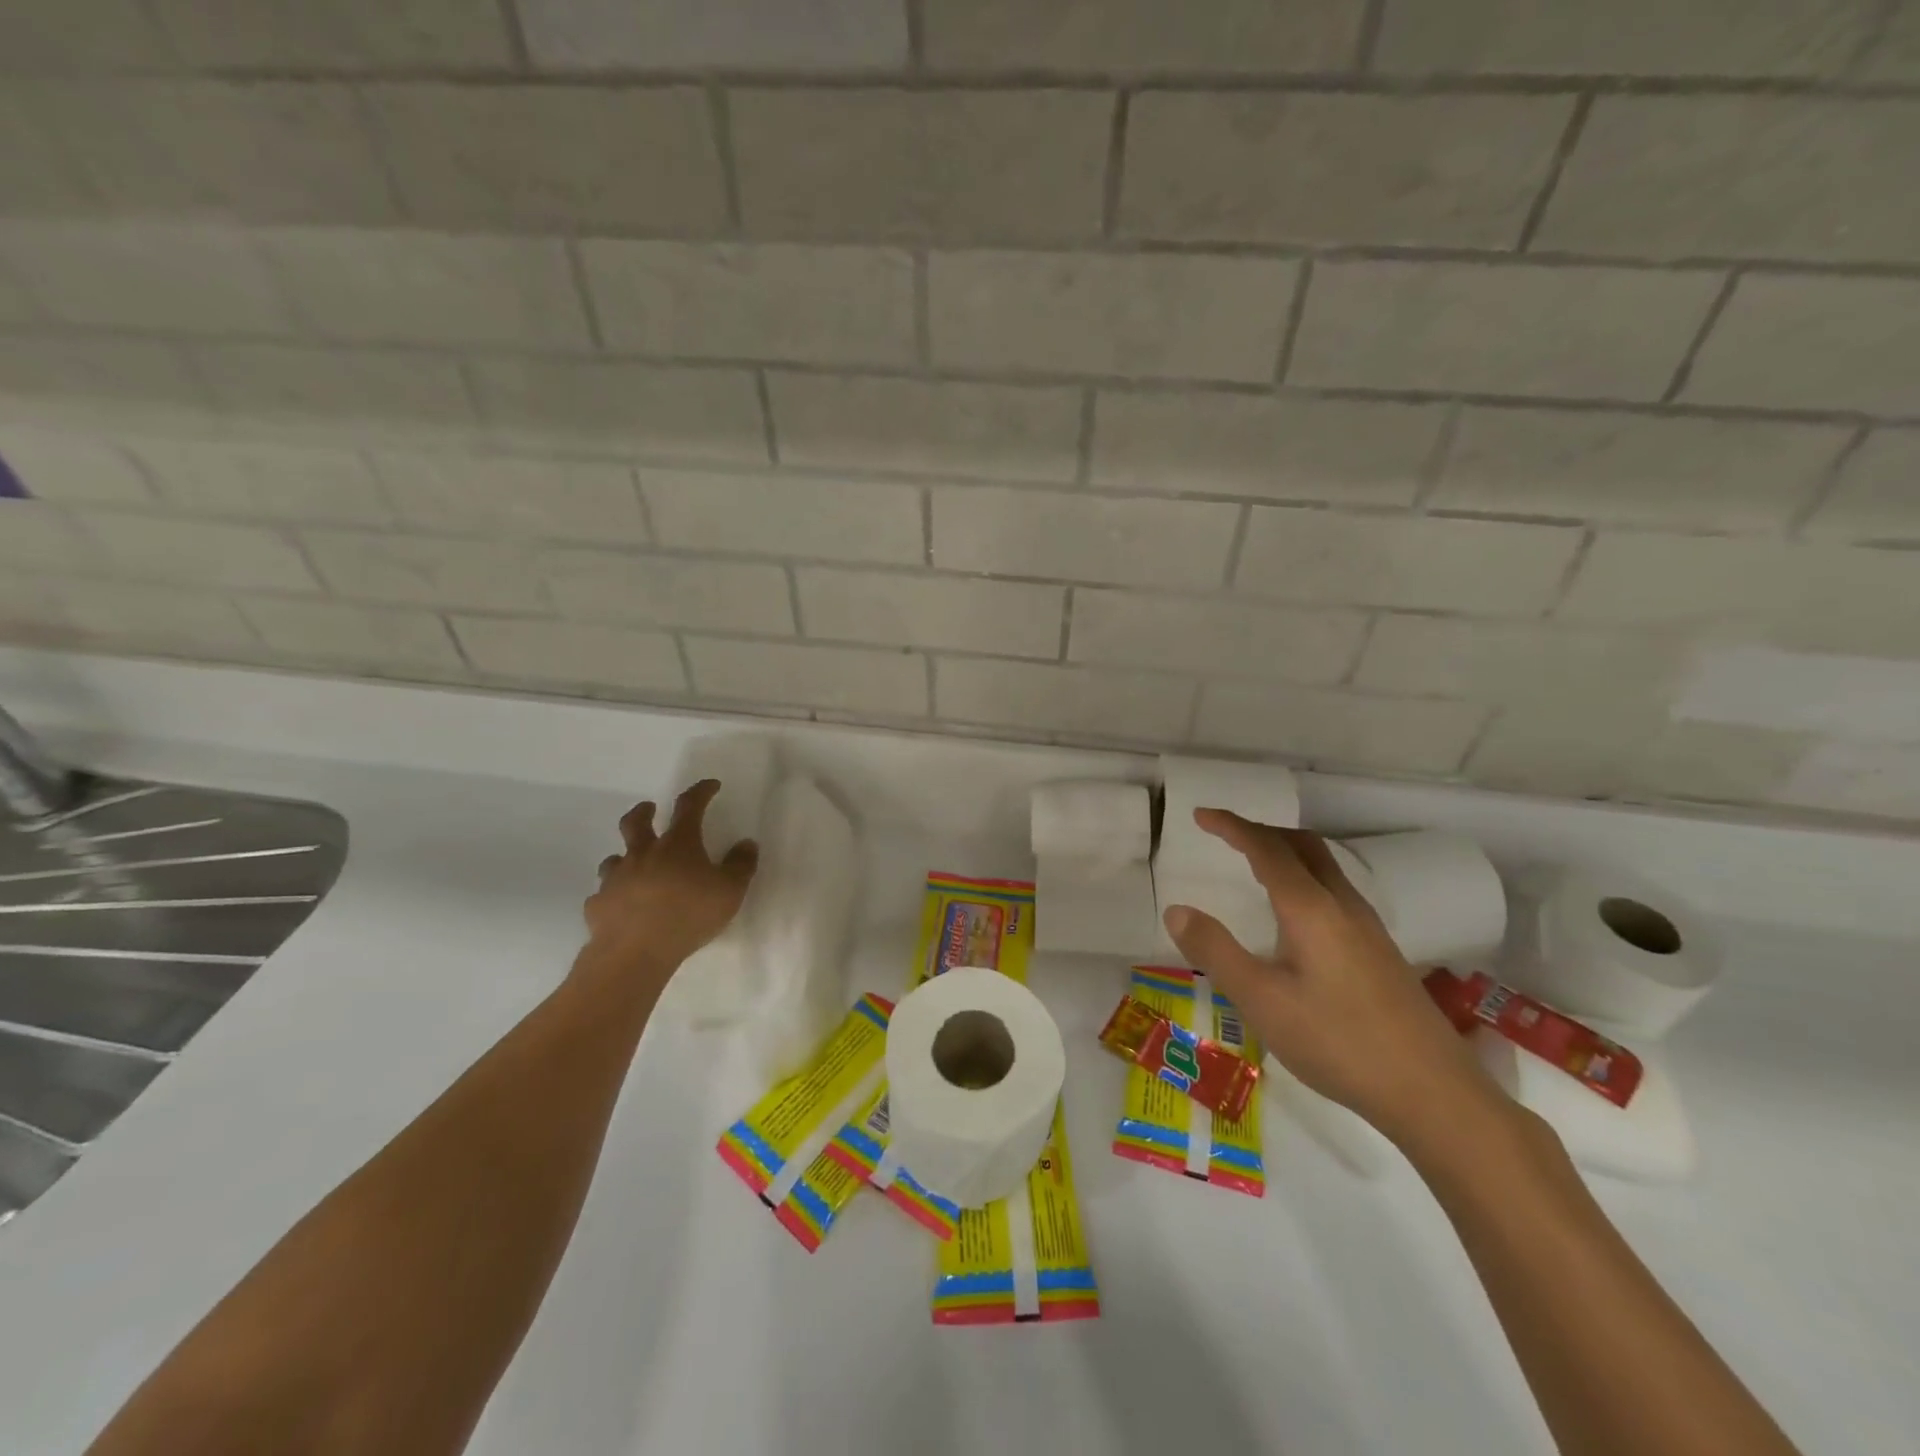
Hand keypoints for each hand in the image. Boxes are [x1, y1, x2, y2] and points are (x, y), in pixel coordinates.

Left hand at [583, 780, 758, 977]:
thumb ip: (740, 865)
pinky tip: (620, 906)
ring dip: (625, 856)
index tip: (710, 785)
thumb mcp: (730, 891)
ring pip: (614, 859)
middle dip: (643, 811)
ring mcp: (616, 879)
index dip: (701, 792)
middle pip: (636, 823)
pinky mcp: (598, 905)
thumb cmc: (689, 915)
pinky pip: (604, 895)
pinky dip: (613, 895)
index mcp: (677, 845)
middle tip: (649, 809)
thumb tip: (746, 843)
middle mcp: (643, 854)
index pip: (689, 807)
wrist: (635, 952)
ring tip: (633, 865)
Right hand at [1162, 811, 1500, 1146]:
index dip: (1232, 826)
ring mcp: (1367, 927)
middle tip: (1224, 834)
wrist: (1433, 1092)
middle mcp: (1342, 905)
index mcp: (1310, 908)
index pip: (1266, 849)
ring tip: (1254, 863)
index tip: (1200, 815)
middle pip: (1302, 845)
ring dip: (1285, 851)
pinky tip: (1295, 913)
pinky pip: (1334, 889)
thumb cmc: (1337, 1042)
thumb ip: (1215, 951)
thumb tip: (1176, 909)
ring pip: (1323, 866)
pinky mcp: (1379, 950)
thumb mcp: (1261, 1000)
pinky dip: (1303, 876)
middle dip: (1261, 830)